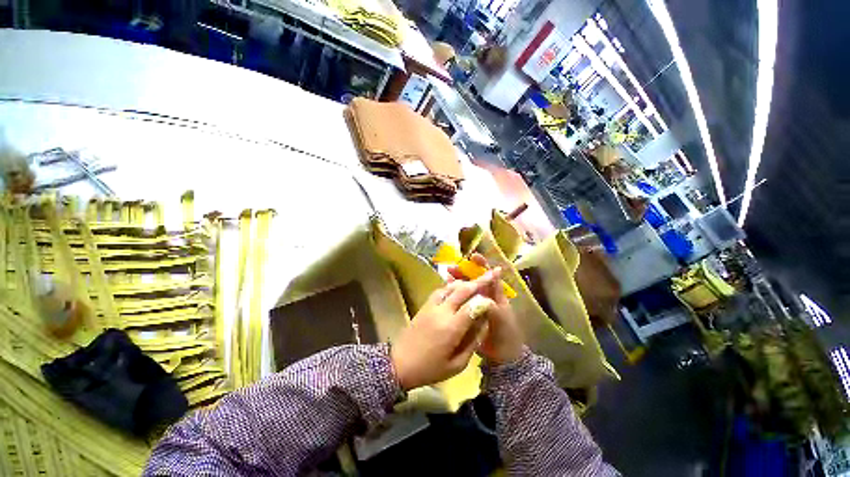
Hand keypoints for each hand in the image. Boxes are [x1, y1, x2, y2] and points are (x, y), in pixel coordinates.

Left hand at [391, 273, 496, 390]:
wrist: (400, 364)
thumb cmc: (430, 369)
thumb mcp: (457, 365)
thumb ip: (473, 342)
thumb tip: (484, 323)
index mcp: (451, 327)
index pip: (472, 306)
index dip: (485, 300)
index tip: (493, 299)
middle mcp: (442, 311)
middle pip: (462, 290)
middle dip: (478, 282)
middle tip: (490, 274)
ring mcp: (431, 306)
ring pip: (450, 287)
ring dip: (464, 283)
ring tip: (474, 281)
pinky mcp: (424, 305)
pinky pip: (440, 291)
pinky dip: (451, 287)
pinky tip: (456, 289)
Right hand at [448, 254, 523, 364]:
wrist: (502, 356)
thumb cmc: (505, 334)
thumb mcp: (499, 318)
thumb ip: (490, 304)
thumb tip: (480, 290)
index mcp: (495, 294)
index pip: (489, 274)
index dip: (482, 264)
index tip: (472, 256)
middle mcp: (485, 295)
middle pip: (474, 278)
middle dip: (463, 271)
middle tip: (451, 269)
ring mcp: (476, 304)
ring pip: (466, 288)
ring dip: (457, 281)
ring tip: (446, 277)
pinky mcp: (468, 312)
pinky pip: (460, 300)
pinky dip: (453, 294)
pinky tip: (445, 292)